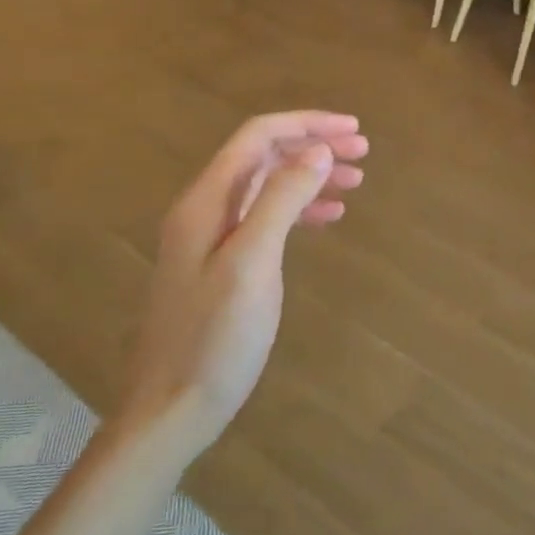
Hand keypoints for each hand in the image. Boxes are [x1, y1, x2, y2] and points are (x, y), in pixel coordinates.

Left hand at [118, 111, 368, 453]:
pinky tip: (329, 218)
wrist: (171, 409)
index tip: (352, 129)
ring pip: (267, 186)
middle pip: (264, 156)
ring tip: (356, 181)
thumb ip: (282, 200)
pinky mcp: (221, 263)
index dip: (306, 125)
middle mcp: (205, 209)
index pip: (258, 137)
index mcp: (206, 201)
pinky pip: (265, 218)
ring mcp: (211, 237)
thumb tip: (317, 150)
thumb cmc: (215, 338)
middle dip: (313, 146)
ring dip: (310, 176)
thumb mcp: (253, 264)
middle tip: (363, 151)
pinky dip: (299, 210)